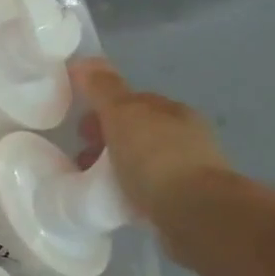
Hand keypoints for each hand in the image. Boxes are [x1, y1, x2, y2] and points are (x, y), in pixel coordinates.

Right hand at [71, 58, 234, 231]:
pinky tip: (116, 201)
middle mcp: (186, 136)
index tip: (79, 128)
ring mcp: (190, 171)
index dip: (103, 110)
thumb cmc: (154, 158)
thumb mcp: (122, 115)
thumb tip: (83, 60)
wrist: (195, 214)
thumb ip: (103, 89)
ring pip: (143, 161)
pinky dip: (130, 191)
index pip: (134, 102)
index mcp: (172, 111)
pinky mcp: (187, 202)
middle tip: (81, 156)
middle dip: (107, 140)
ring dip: (117, 167)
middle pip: (137, 132)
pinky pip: (149, 190)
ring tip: (92, 183)